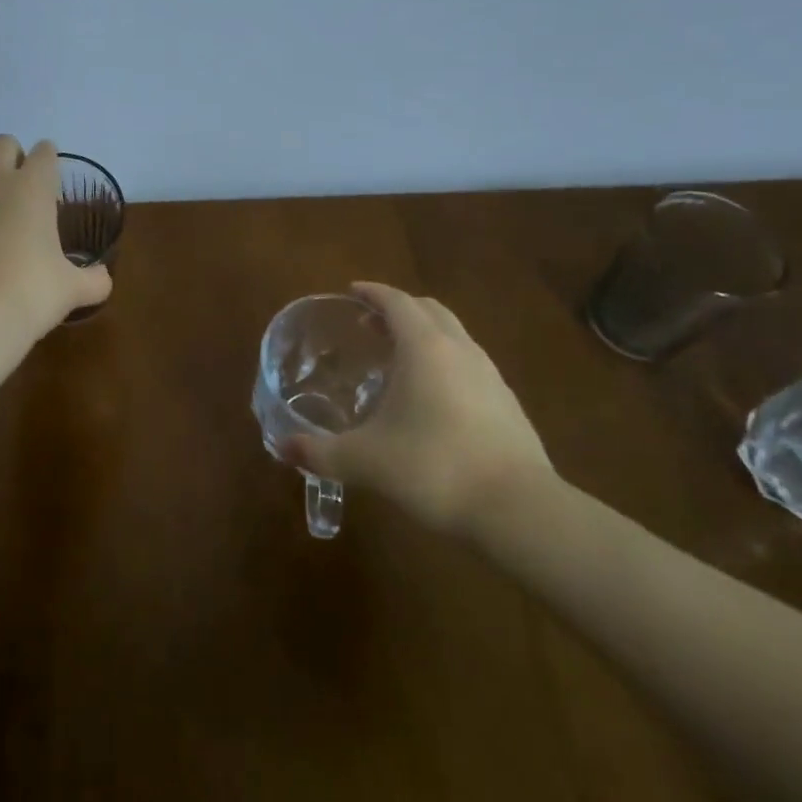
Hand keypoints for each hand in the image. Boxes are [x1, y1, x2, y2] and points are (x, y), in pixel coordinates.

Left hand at [0, 135, 111, 376]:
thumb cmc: (30, 293)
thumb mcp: (71, 290)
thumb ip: (92, 279)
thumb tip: (103, 279)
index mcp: (32, 189)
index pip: (44, 153)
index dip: (50, 160)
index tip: (54, 178)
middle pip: (1, 144)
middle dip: (13, 156)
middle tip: (24, 188)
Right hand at [276, 282, 555, 537]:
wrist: (519, 509)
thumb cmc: (434, 468)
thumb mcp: (366, 462)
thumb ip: (320, 453)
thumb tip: (282, 448)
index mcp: (424, 348)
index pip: (396, 301)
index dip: (372, 292)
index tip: (351, 292)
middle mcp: (459, 349)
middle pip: (429, 309)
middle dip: (398, 308)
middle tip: (369, 324)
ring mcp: (489, 374)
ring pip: (454, 335)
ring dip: (425, 334)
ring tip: (399, 359)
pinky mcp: (507, 402)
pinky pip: (469, 363)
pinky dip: (445, 361)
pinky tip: (433, 397)